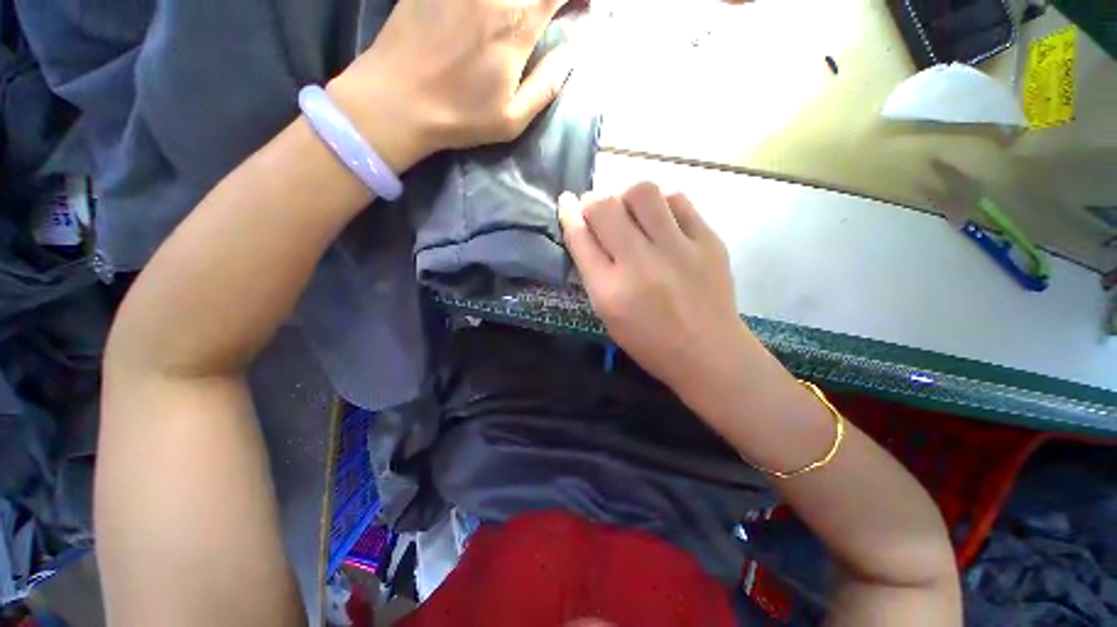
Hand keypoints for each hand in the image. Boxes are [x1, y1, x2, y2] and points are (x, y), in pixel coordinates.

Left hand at [328, 0, 573, 172]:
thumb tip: (570, 55)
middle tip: (547, 12)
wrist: (397, 98)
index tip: (578, 8)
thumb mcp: (512, 119)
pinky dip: (491, 0)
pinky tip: (489, 13)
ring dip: (519, 0)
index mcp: (516, 24)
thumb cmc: (460, 116)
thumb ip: (546, 86)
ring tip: (520, 15)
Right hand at [559, 182, 750, 393]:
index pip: (580, 238)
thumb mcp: (608, 315)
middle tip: (599, 211)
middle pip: (604, 207)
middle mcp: (640, 264)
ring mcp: (677, 249)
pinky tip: (663, 221)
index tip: (567, 202)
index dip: (569, 214)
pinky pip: (678, 199)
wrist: (709, 353)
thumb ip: (593, 273)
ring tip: (633, 214)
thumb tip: (584, 230)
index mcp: (610, 291)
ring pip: (642, 191)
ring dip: (628, 198)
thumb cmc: (650, 342)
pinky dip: (663, 204)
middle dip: (593, 202)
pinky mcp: (708, 241)